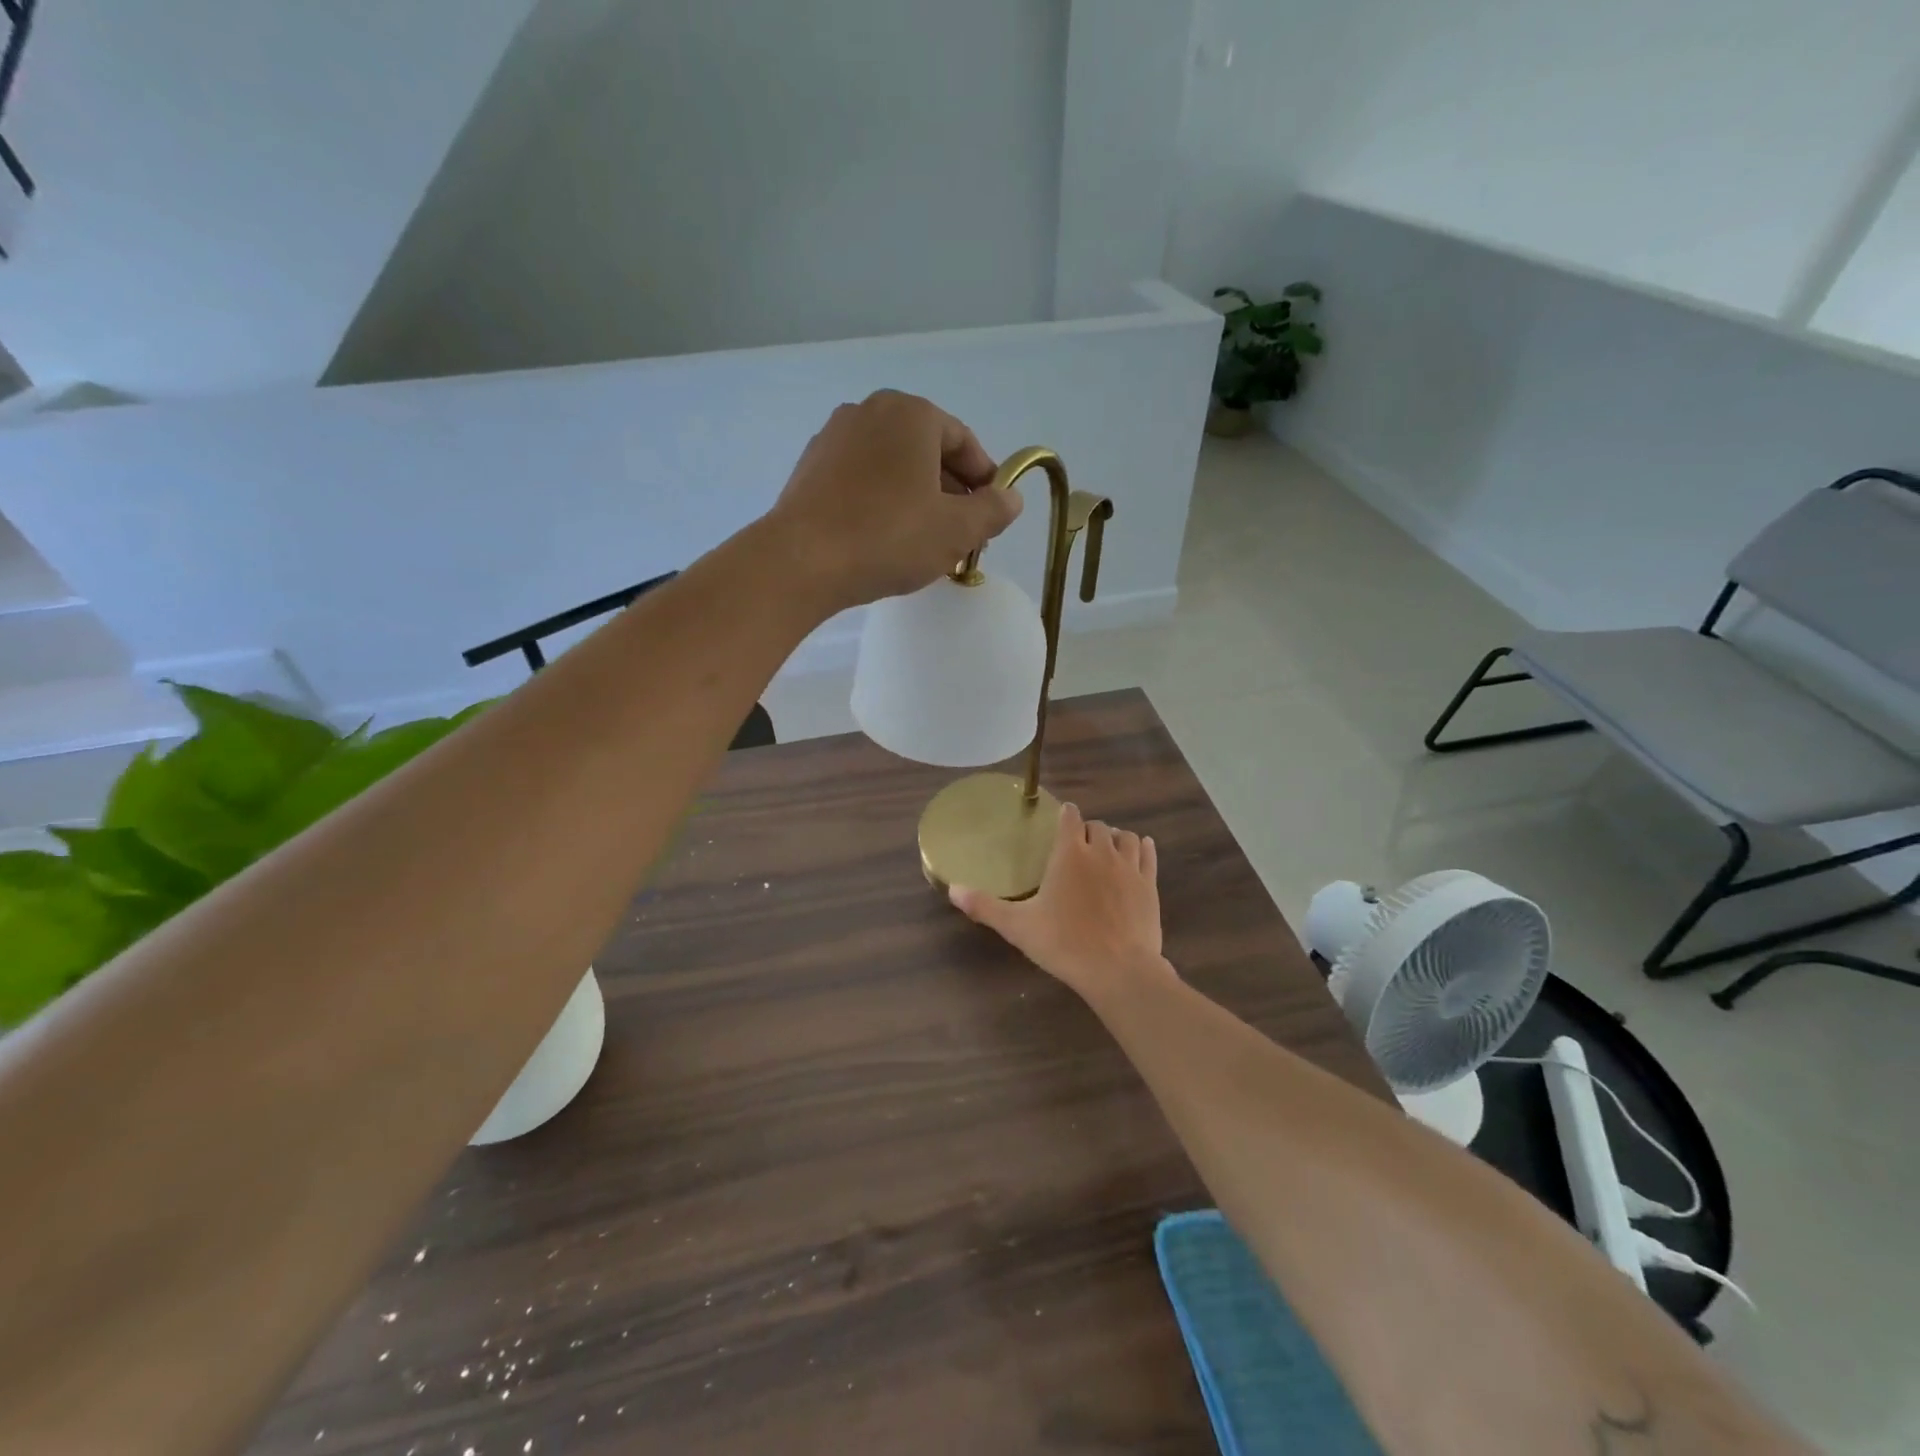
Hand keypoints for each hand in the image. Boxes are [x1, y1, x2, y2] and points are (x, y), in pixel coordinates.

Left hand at [766, 390, 1022, 610]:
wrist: (801, 561)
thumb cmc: (889, 537)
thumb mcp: (957, 530)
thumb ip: (993, 510)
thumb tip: (1011, 498)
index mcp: (911, 414)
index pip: (963, 441)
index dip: (985, 479)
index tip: (992, 514)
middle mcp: (870, 412)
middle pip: (926, 451)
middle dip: (951, 491)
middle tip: (963, 534)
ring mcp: (834, 437)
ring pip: (892, 466)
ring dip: (917, 497)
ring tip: (925, 540)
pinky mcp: (810, 468)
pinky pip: (862, 479)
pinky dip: (882, 501)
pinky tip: (884, 538)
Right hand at [949, 803, 1172, 1002]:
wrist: (1119, 970)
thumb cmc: (1064, 944)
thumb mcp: (1018, 926)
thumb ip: (985, 905)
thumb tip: (952, 888)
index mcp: (1069, 854)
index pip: (1070, 817)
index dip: (1065, 815)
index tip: (1060, 820)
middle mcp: (1101, 852)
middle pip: (1097, 826)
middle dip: (1087, 830)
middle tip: (1077, 845)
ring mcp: (1129, 867)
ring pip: (1125, 836)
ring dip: (1115, 837)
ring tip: (1106, 848)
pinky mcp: (1149, 885)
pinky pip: (1148, 854)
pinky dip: (1142, 848)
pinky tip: (1139, 850)